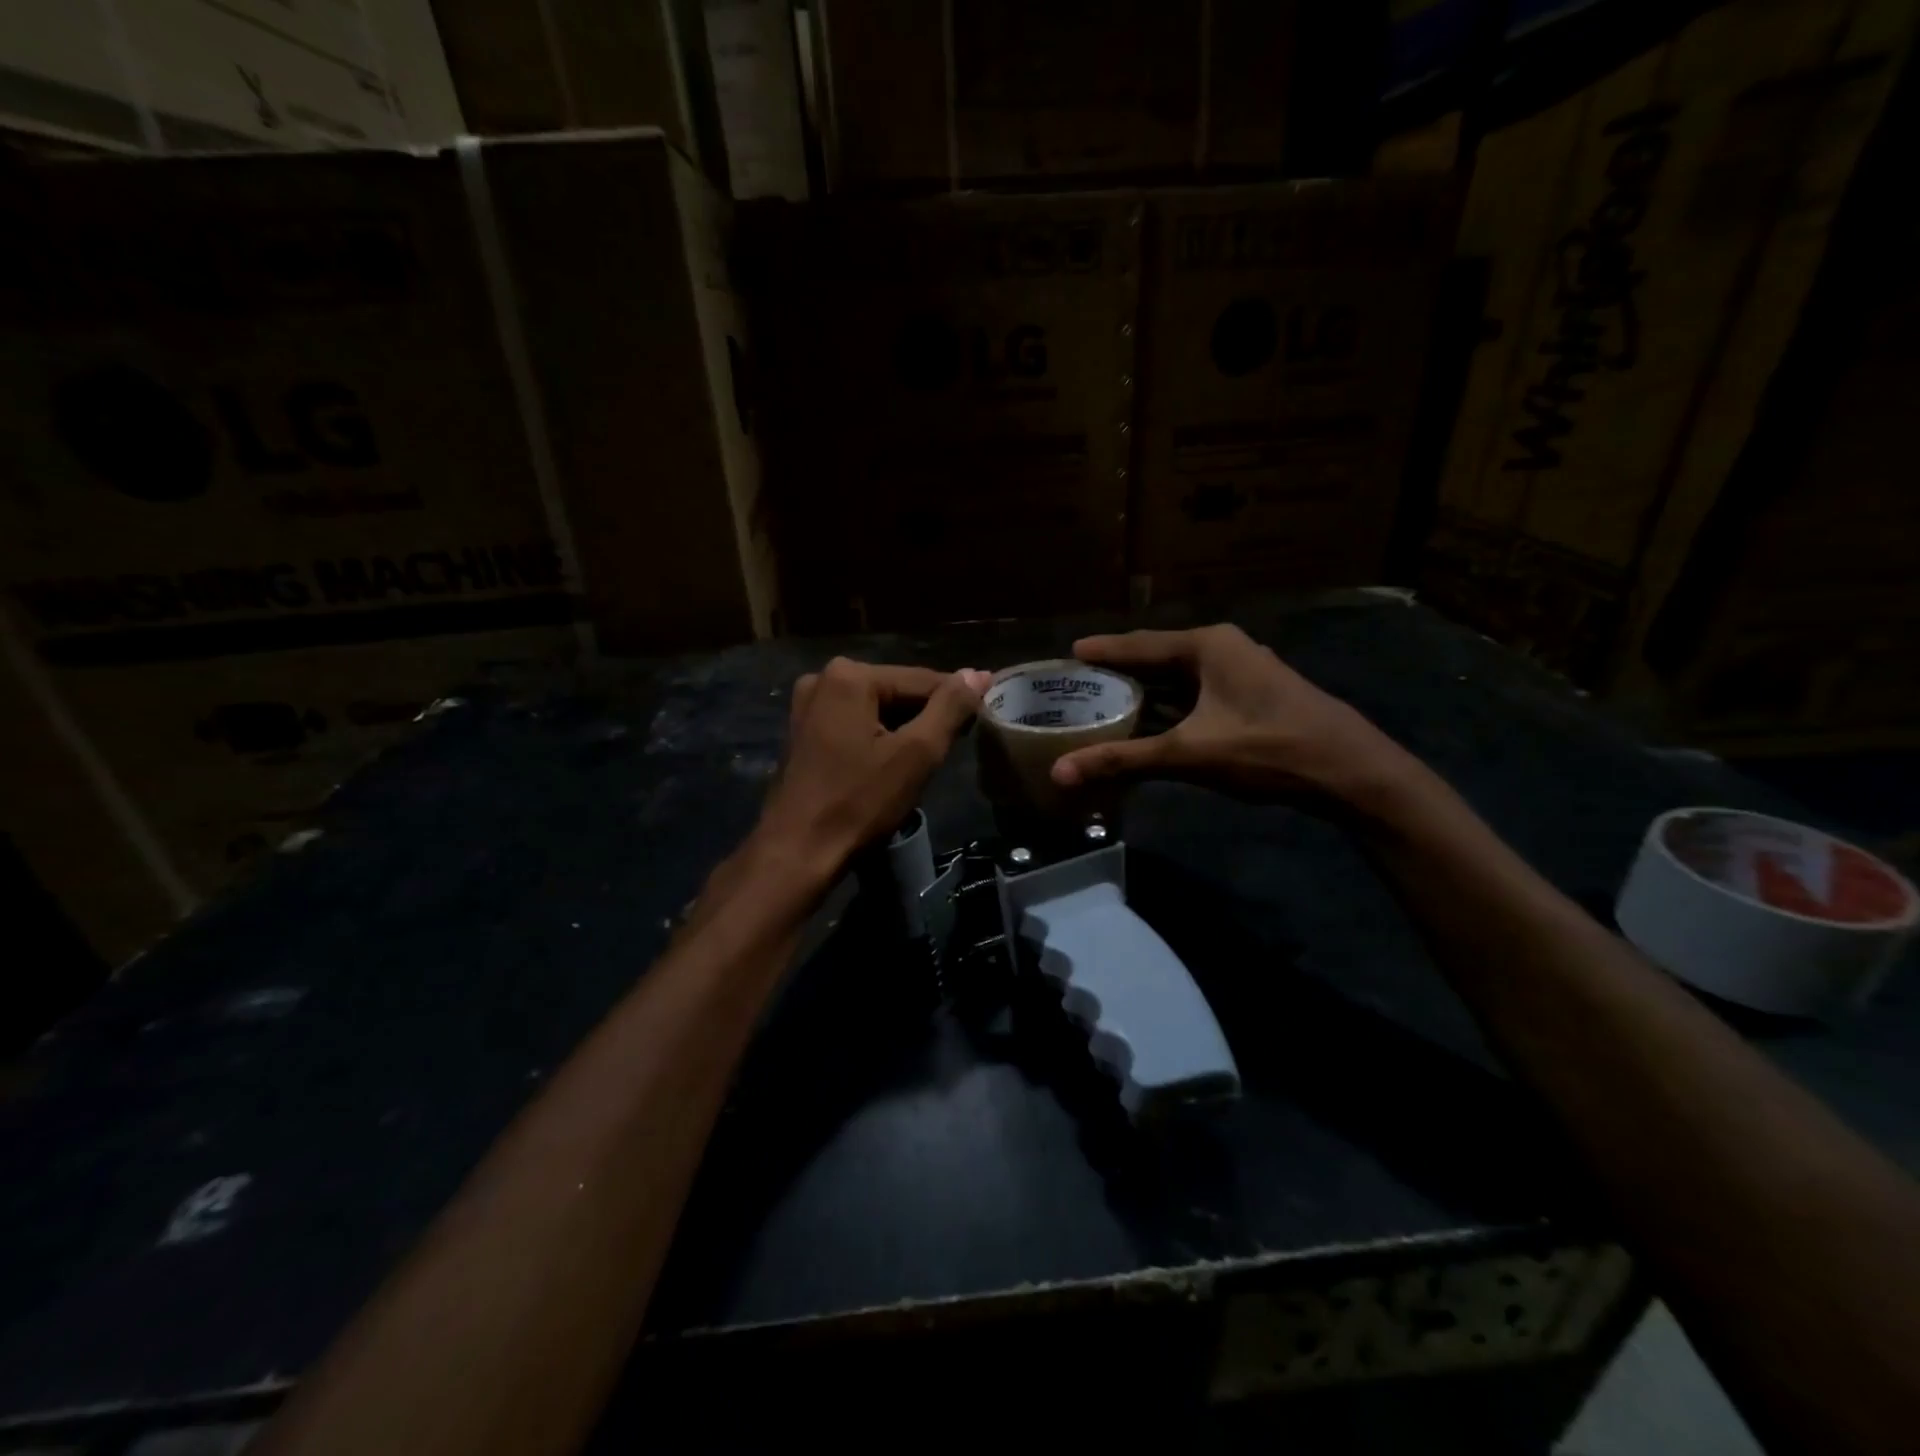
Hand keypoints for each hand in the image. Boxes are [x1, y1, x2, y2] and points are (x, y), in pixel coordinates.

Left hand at [751, 658, 989, 882]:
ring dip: (904, 729)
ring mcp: (807, 705)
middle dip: (927, 717)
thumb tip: (979, 674)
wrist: (797, 851)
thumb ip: (951, 708)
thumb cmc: (860, 802)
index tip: (982, 722)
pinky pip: (854, 723)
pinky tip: (891, 765)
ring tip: (925, 761)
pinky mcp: (802, 731)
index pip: (924, 680)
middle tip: (953, 748)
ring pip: (876, 709)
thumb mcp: (917, 754)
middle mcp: (823, 678)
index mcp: (850, 675)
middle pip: (897, 692)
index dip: (957, 702)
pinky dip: (877, 738)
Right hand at [1049, 625, 1414, 805]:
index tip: (1069, 654)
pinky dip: (1170, 707)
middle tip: (1079, 685)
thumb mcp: (1189, 753)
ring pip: (1179, 678)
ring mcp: (1242, 671)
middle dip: (1120, 673)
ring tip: (1105, 704)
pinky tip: (1152, 724)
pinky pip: (1197, 694)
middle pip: (1158, 658)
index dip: (1102, 651)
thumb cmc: (1268, 748)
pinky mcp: (1253, 695)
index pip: (1139, 643)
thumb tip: (1060, 772)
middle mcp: (1223, 648)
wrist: (1351, 772)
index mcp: (1207, 645)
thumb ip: (1123, 760)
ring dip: (1146, 693)